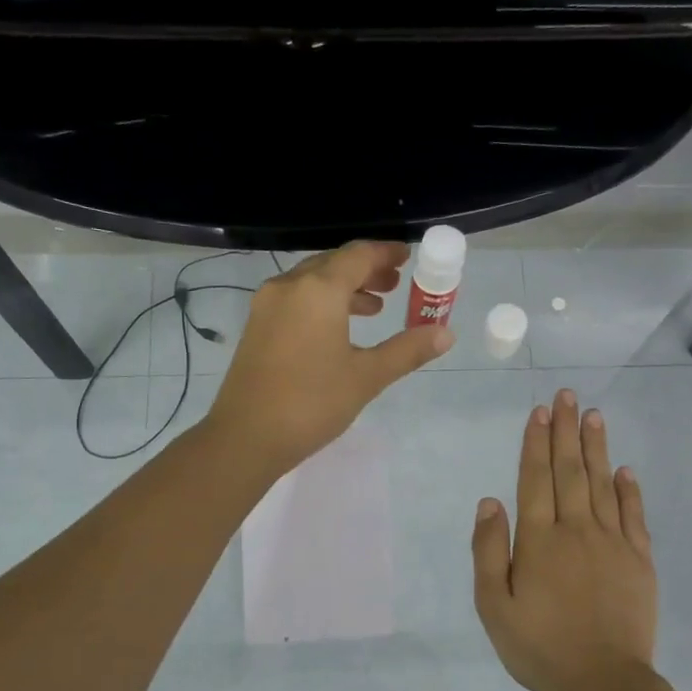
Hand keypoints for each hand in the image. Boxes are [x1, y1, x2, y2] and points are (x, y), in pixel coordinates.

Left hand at [207, 240, 453, 476]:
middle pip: (333, 264)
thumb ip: (407, 350)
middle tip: (396, 284)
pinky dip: (322, 304)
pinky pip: (296, 300)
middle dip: (367, 270)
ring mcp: (267, 305)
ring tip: (374, 308)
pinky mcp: (256, 327)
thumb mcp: (367, 377)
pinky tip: (338, 331)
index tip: (409, 257)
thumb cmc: (312, 403)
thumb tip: (446, 333)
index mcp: (319, 290)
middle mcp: (289, 286)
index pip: (359, 255)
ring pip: (312, 282)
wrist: (246, 437)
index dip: (386, 253)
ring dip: (345, 288)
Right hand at [472, 388, 657, 690]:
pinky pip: (634, 515)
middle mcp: (576, 530)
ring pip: (603, 484)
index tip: (539, 412)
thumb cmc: (539, 647)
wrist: (603, 682)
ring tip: (592, 415)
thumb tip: (489, 502)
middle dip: (565, 431)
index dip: (535, 444)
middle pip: (570, 471)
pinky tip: (625, 469)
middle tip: (566, 396)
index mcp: (539, 541)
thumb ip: (489, 552)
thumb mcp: (494, 606)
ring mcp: (612, 543)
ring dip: (596, 448)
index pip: (535, 480)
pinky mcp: (639, 560)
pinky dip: (629, 489)